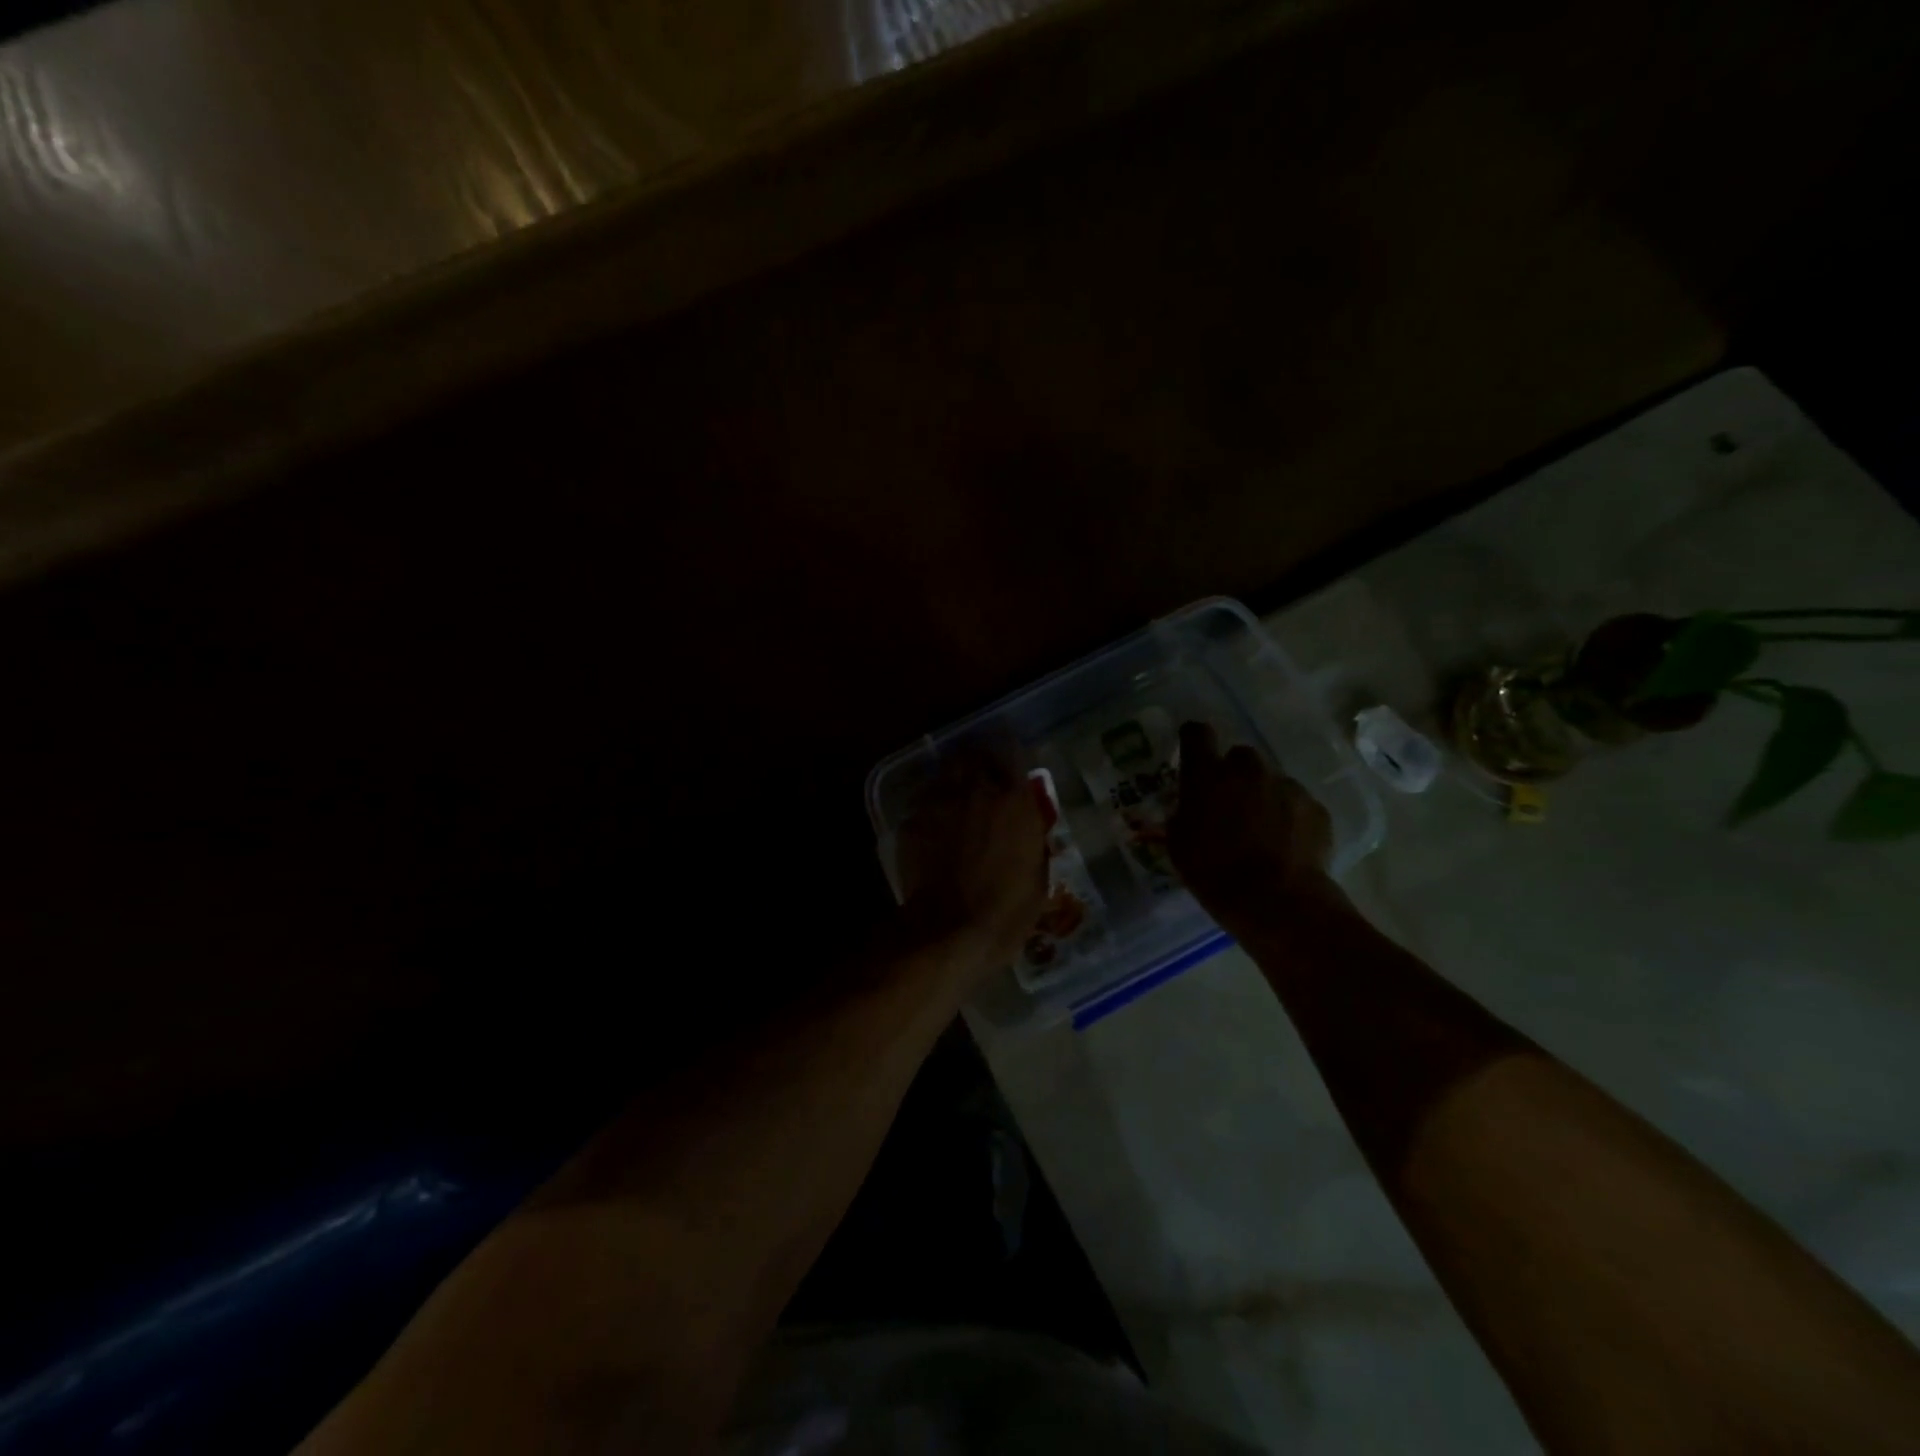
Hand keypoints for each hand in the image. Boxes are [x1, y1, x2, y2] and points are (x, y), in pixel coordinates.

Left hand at [896, 754, 1047, 976]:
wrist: (949, 930)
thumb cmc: (1007, 910)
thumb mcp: (1037, 873)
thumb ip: (1031, 836)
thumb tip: (1025, 822)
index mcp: (1013, 800)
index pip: (1012, 751)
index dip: (1011, 752)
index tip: (1010, 760)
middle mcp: (976, 789)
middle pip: (974, 754)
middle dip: (978, 761)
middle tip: (982, 778)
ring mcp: (939, 802)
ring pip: (946, 773)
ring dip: (954, 781)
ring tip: (957, 799)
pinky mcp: (912, 821)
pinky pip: (925, 803)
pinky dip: (932, 808)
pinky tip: (935, 828)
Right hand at [1169, 722, 1342, 931]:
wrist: (1276, 900)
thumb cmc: (1213, 872)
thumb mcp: (1179, 845)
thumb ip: (1182, 816)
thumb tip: (1186, 809)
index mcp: (1207, 775)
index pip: (1196, 734)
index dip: (1194, 739)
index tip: (1194, 753)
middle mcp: (1247, 770)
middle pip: (1239, 756)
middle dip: (1234, 775)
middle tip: (1230, 805)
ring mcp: (1286, 786)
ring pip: (1271, 780)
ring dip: (1264, 796)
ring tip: (1262, 831)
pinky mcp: (1315, 807)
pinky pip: (1297, 803)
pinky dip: (1290, 817)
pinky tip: (1287, 845)